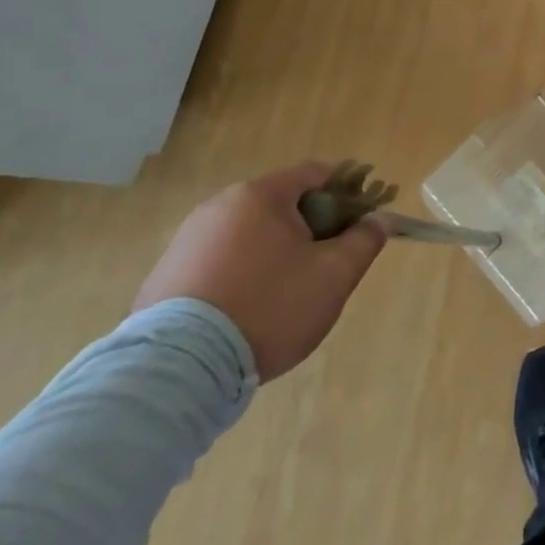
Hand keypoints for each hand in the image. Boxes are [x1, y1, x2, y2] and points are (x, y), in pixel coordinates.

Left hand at [136, 162, 386, 379]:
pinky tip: (252, 308)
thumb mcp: (334, 275)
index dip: (350, 189)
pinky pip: (222, 260)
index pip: (317, 173)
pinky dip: (245, 272)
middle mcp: (219, 206)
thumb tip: (379, 219)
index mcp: (260, 195)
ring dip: (278, 250)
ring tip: (291, 291)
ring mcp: (186, 241)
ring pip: (251, 234)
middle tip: (332, 259)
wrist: (178, 371)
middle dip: (314, 224)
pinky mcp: (165, 276)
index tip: (366, 217)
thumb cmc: (269, 308)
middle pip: (283, 203)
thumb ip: (364, 240)